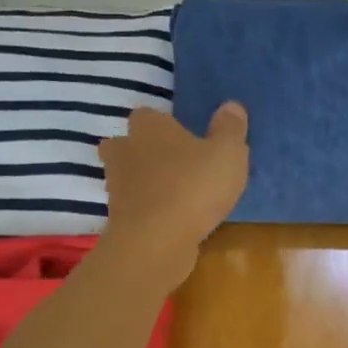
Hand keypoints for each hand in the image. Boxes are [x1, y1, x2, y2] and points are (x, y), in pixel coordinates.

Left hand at [98, 102, 248, 285]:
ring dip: (146, 181)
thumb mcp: (228, 153)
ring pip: (128, 175)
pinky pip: (135, 204)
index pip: (149, 114)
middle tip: (176, 162)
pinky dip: (149, 207)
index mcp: (150, 126)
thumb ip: (230, 128)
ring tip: (177, 192)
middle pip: (128, 143)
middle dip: (146, 150)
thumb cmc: (194, 186)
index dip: (166, 124)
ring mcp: (117, 185)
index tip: (187, 137)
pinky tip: (173, 217)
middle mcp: (125, 149)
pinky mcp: (118, 216)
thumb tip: (231, 105)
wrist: (156, 241)